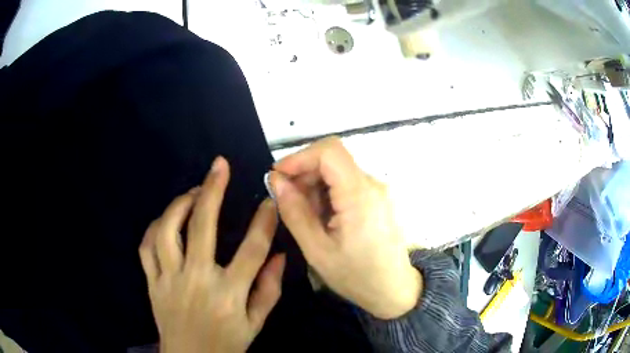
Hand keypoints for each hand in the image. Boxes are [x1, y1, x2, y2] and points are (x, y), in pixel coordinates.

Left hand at [139, 157, 284, 352]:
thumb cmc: (226, 345)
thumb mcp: (256, 324)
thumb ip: (269, 290)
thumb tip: (280, 255)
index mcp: (229, 294)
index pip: (251, 249)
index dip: (264, 220)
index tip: (270, 199)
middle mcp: (197, 280)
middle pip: (202, 227)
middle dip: (213, 190)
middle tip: (219, 166)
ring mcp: (169, 280)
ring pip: (167, 231)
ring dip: (179, 204)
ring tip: (193, 192)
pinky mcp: (152, 283)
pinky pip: (146, 248)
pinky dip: (154, 228)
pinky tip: (166, 220)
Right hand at [270, 137, 421, 319]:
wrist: (394, 290)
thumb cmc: (356, 276)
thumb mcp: (317, 250)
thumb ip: (294, 211)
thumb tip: (276, 180)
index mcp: (360, 195)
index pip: (329, 151)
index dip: (299, 157)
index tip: (278, 176)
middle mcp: (372, 184)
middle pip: (332, 159)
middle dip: (304, 173)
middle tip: (288, 202)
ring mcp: (377, 190)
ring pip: (338, 170)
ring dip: (315, 185)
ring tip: (307, 217)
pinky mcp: (377, 198)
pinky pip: (347, 183)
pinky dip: (328, 193)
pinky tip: (323, 218)